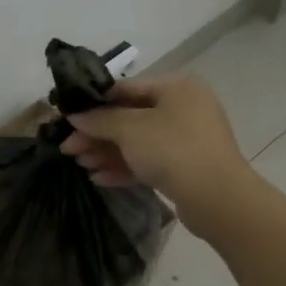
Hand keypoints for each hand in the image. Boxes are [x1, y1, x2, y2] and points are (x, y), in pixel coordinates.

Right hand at [60, 76, 251, 240]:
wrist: (217, 198)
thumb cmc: (173, 150)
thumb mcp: (130, 129)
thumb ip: (99, 120)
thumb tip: (75, 114)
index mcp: (177, 88)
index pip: (126, 88)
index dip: (94, 103)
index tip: (68, 118)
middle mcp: (185, 108)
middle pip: (130, 117)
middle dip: (98, 134)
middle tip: (68, 148)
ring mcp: (188, 139)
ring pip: (139, 142)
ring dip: (107, 153)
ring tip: (81, 165)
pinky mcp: (187, 168)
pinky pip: (150, 162)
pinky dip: (125, 167)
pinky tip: (100, 179)